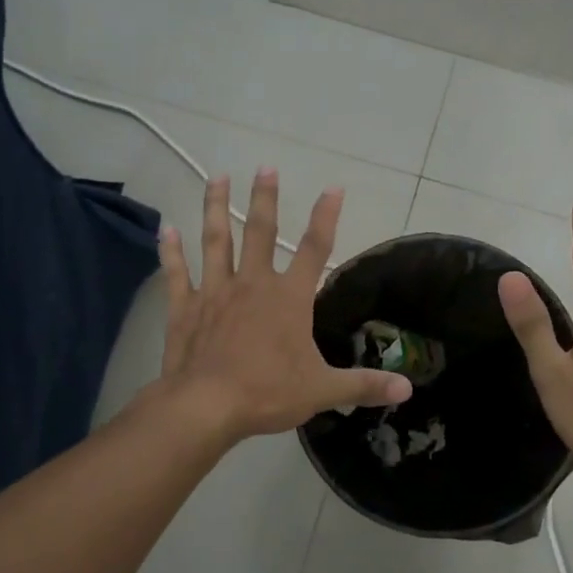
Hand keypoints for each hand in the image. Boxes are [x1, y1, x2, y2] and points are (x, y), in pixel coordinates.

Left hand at [157, 170, 412, 442]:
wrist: (206, 406)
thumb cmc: (268, 393)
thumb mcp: (322, 390)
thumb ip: (364, 385)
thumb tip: (407, 388)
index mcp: (288, 298)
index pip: (316, 249)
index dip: (326, 217)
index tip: (333, 188)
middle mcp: (252, 284)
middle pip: (261, 232)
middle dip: (265, 198)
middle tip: (265, 167)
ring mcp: (215, 292)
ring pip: (216, 241)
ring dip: (216, 208)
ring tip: (217, 177)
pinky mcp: (185, 308)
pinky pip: (177, 273)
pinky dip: (171, 251)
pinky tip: (165, 229)